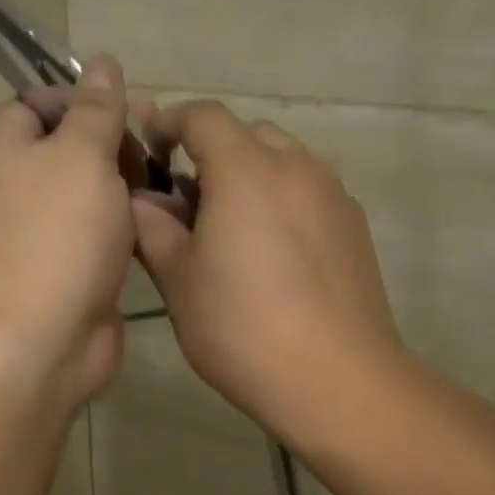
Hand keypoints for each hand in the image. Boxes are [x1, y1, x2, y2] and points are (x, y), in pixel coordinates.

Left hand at [0, 57, 137, 407]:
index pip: (36, 102)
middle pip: (68, 145)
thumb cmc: (59, 234)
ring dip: (126, 183)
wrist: (44, 338)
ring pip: (89, 190)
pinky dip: (126, 223)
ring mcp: (42, 231)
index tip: (125, 108)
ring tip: (166, 183)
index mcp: (4, 150)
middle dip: (112, 140)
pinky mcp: (68, 266)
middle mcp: (16, 187)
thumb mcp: (82, 155)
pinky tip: (160, 221)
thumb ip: (96, 108)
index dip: (80, 96)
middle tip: (154, 146)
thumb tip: (101, 62)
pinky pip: (99, 230)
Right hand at [130, 101, 406, 441]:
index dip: (171, 120)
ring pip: (283, 160)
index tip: (149, 142)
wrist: (336, 378)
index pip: (203, 116)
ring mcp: (332, 194)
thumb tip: (140, 201)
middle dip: (212, 151)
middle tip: (186, 199)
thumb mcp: (179, 282)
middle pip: (247, 133)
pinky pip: (309, 190)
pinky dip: (281, 198)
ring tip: (229, 226)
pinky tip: (270, 251)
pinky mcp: (354, 224)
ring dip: (249, 174)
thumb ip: (153, 230)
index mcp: (245, 170)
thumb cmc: (242, 328)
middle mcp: (295, 167)